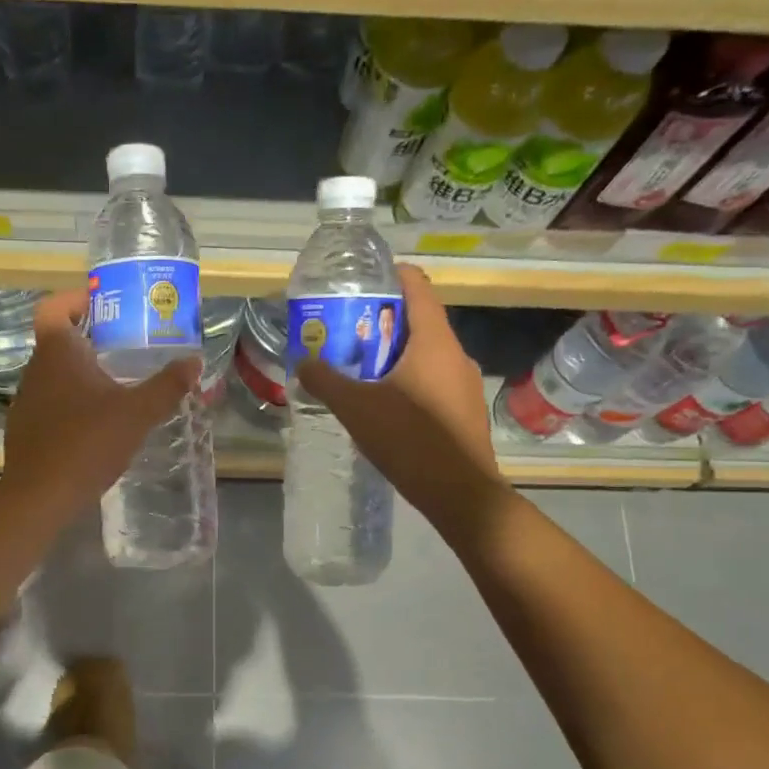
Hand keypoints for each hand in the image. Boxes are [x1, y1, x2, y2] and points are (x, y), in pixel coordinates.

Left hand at [0, 287, 199, 521]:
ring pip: (55, 374)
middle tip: (125, 347)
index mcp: (57, 352)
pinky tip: (95, 424)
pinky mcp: (24, 428)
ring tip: (116, 386)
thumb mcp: (137, 413)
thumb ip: (167, 386)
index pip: (54, 307)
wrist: (41, 495)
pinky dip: (71, 403)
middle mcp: (36, 369)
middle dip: (89, 340)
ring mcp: (26, 400)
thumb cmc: (88, 442)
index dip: (75, 300)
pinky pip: (50, 403)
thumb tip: (194, 362)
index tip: (104, 307)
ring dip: (81, 374)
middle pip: (58, 340)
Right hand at [296, 267, 505, 536]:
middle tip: (346, 329)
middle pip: (418, 322)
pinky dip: (407, 379)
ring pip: (425, 354)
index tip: (364, 280)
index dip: (393, 276)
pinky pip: (432, 380)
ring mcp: (464, 384)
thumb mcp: (357, 408)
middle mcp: (455, 355)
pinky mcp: (464, 411)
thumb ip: (326, 380)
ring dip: (393, 354)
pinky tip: (383, 402)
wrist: (460, 493)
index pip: (418, 288)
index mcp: (434, 342)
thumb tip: (304, 362)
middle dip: (382, 321)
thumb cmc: (410, 439)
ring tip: (357, 366)